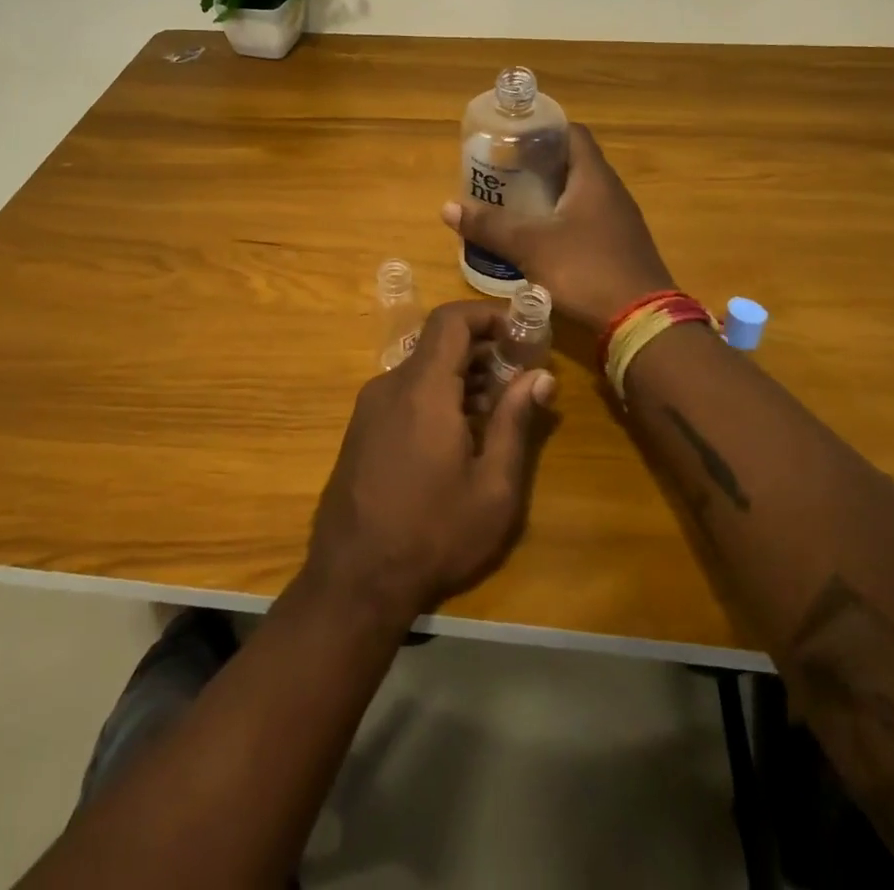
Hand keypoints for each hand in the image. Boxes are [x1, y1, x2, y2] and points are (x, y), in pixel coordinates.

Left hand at [306, 301, 555, 627]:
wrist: (354, 580)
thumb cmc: (434, 534)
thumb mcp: (493, 487)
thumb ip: (516, 422)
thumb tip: (540, 377)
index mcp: (423, 389)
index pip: (451, 320)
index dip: (488, 314)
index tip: (522, 333)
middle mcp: (391, 385)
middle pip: (439, 344)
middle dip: (484, 350)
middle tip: (521, 378)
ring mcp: (370, 407)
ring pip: (423, 370)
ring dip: (463, 377)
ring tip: (498, 412)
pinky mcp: (362, 429)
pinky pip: (406, 393)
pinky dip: (438, 396)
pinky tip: (461, 436)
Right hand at [442, 123, 674, 329]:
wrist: (641, 321)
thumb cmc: (586, 269)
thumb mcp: (530, 246)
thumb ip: (490, 226)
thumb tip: (447, 207)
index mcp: (594, 178)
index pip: (571, 133)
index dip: (542, 131)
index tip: (511, 139)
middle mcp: (611, 192)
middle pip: (572, 164)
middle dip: (536, 166)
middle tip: (501, 173)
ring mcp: (618, 221)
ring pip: (578, 195)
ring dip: (547, 195)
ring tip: (512, 203)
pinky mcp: (618, 247)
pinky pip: (585, 221)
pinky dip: (560, 221)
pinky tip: (537, 238)